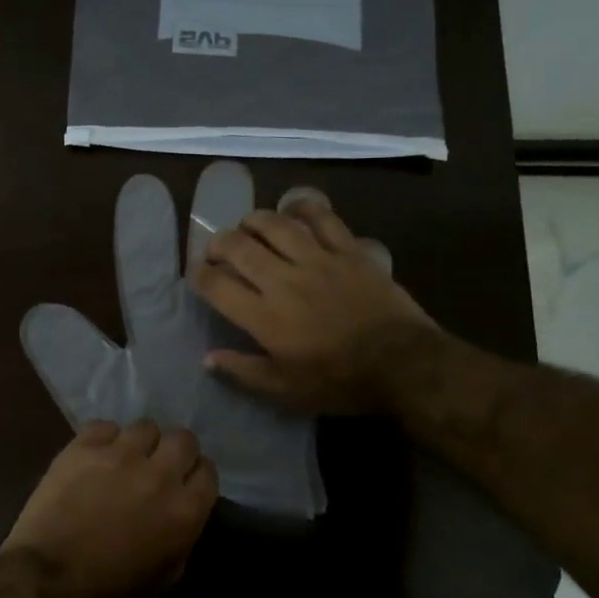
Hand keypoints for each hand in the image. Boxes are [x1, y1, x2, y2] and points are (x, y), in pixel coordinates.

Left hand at [1, 420, 217, 597]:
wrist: (49, 577)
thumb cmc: (111, 588)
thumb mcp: (166, 575)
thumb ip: (183, 536)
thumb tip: (183, 513)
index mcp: (184, 510)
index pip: (207, 471)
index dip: (196, 475)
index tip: (185, 482)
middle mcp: (159, 474)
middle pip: (183, 439)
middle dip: (175, 450)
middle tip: (158, 465)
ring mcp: (121, 455)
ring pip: (145, 426)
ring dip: (140, 443)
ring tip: (124, 459)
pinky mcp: (85, 446)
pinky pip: (105, 426)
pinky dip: (104, 439)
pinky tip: (95, 456)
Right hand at [190, 198, 440, 412]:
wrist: (402, 364)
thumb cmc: (340, 381)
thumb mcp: (286, 390)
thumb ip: (244, 372)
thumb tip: (208, 358)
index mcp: (264, 316)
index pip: (216, 285)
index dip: (199, 275)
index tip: (196, 275)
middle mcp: (283, 280)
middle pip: (239, 246)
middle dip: (219, 243)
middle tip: (218, 250)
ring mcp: (317, 260)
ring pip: (274, 224)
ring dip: (253, 220)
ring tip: (248, 226)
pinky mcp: (347, 250)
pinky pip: (320, 217)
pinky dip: (302, 207)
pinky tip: (291, 209)